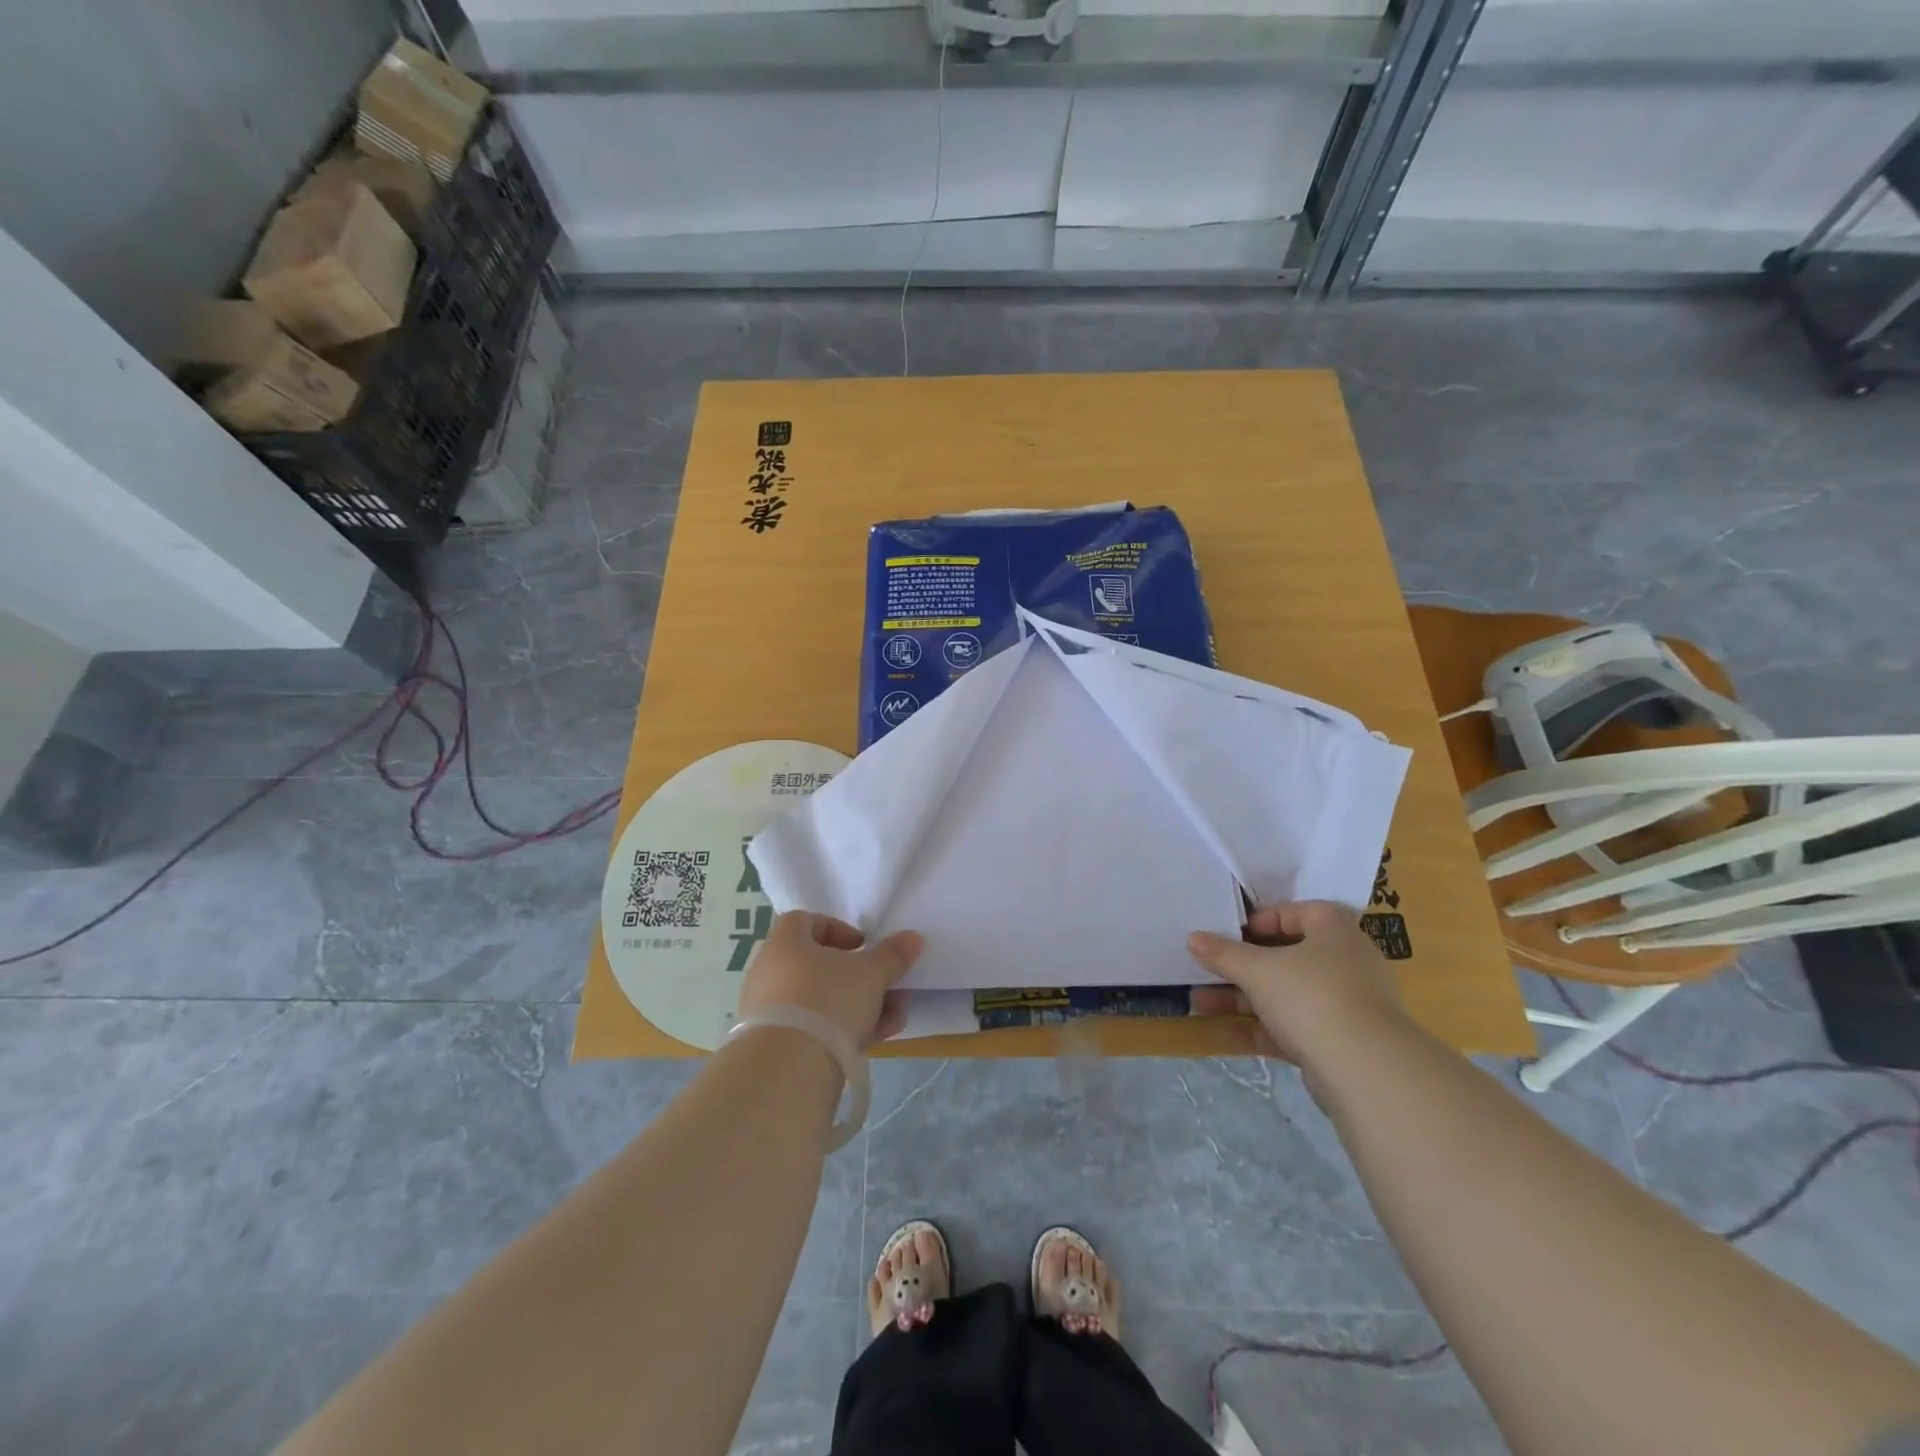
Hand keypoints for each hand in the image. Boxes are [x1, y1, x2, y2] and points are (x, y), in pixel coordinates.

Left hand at [737, 911, 923, 1048]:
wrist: (788, 1070)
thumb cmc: (827, 1000)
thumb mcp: (870, 973)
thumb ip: (893, 954)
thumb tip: (913, 938)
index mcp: (785, 942)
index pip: (807, 921)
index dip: (839, 929)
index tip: (864, 947)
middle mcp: (771, 972)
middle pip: (821, 965)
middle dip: (861, 976)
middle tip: (889, 987)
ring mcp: (771, 1012)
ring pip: (822, 1000)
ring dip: (860, 1005)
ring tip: (894, 1018)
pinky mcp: (777, 1046)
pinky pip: (814, 1028)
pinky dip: (844, 1030)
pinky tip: (877, 1040)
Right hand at [1187, 902, 1411, 1070]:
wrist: (1367, 1070)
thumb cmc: (1312, 995)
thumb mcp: (1258, 969)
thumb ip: (1223, 953)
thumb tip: (1193, 938)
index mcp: (1334, 931)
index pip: (1297, 912)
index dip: (1261, 919)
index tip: (1229, 932)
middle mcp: (1344, 963)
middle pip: (1285, 956)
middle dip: (1240, 964)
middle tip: (1205, 968)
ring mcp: (1343, 1006)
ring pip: (1284, 995)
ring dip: (1241, 998)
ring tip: (1198, 1001)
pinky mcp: (1336, 1043)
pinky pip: (1289, 1028)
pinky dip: (1257, 1028)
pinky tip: (1220, 1032)